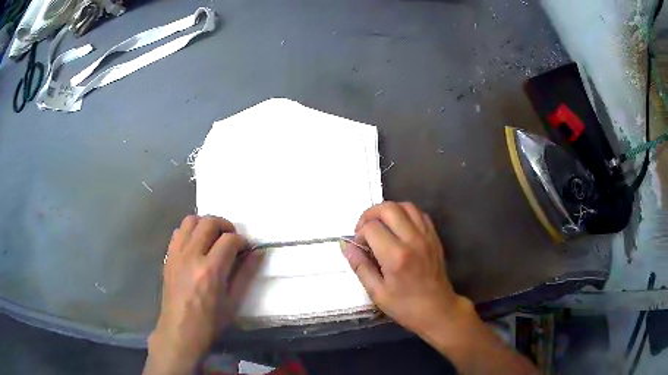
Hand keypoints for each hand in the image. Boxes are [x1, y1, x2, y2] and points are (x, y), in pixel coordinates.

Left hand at [144, 215, 260, 374]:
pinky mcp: (168, 257)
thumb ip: (245, 274)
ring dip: (205, 224)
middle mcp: (192, 256)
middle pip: (209, 222)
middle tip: (231, 239)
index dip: (242, 241)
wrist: (180, 331)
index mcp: (210, 270)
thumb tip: (257, 253)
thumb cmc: (210, 322)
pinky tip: (196, 245)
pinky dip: (190, 231)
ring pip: (190, 221)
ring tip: (213, 237)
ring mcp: (177, 254)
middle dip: (225, 226)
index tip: (246, 249)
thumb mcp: (233, 302)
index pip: (229, 239)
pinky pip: (178, 232)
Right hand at [342, 202, 471, 334]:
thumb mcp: (377, 292)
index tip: (360, 247)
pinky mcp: (434, 237)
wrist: (438, 310)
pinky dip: (405, 214)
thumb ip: (360, 266)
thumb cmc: (405, 306)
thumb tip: (345, 245)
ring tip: (381, 226)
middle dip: (370, 215)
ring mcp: (426, 236)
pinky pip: (419, 213)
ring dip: (389, 211)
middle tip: (365, 230)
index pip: (371, 228)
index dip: (360, 234)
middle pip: (388, 208)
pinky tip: (399, 228)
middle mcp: (413, 240)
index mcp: (396, 257)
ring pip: (405, 205)